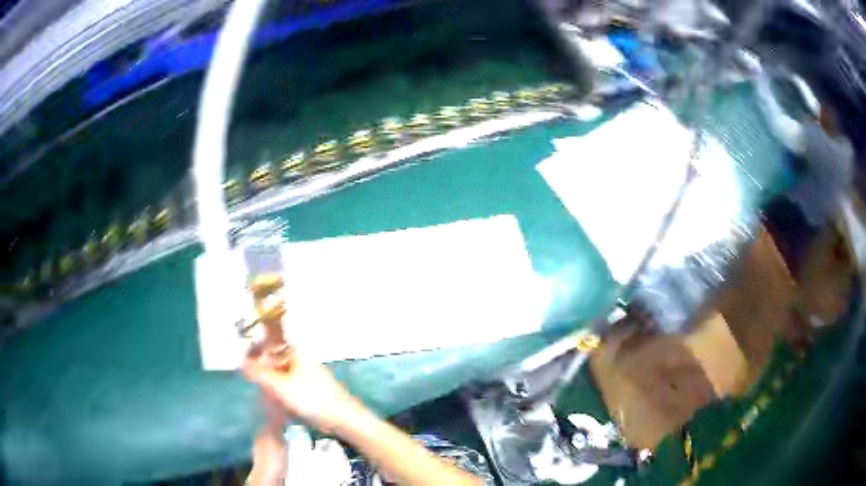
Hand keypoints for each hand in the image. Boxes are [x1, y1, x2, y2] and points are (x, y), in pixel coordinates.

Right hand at [242, 347, 359, 432]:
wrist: (342, 418)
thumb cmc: (311, 398)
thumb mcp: (280, 386)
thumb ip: (259, 374)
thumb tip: (241, 362)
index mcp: (296, 354)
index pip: (272, 343)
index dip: (258, 349)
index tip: (246, 360)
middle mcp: (302, 362)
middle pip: (277, 361)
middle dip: (263, 369)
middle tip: (252, 380)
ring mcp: (309, 378)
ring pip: (284, 376)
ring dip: (272, 384)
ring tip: (262, 395)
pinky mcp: (314, 393)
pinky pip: (292, 389)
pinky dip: (283, 394)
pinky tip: (277, 405)